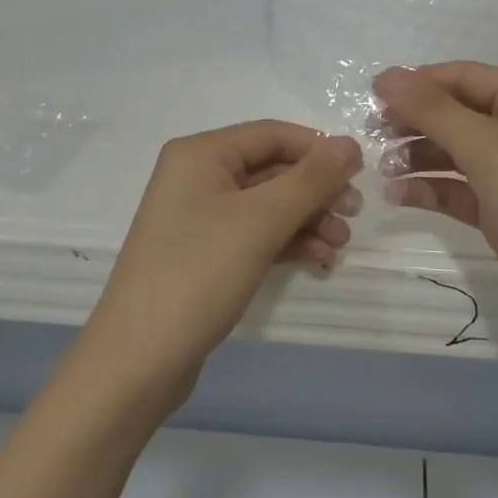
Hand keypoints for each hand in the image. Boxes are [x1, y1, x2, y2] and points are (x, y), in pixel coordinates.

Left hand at [81, 122, 361, 406]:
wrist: (138, 363)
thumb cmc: (198, 274)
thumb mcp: (260, 221)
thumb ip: (310, 180)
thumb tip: (350, 144)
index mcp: (201, 154)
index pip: (272, 134)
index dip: (317, 149)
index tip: (360, 173)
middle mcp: (198, 176)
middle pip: (271, 168)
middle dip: (315, 190)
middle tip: (354, 213)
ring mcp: (200, 217)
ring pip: (267, 204)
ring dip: (307, 218)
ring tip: (341, 244)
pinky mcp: (205, 254)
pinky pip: (255, 233)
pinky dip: (288, 241)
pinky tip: (319, 258)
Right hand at [373, 62, 497, 364]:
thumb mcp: (484, 147)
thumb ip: (431, 109)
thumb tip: (386, 74)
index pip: (463, 76)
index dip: (418, 83)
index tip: (372, 96)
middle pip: (458, 112)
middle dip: (416, 121)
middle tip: (372, 133)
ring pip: (457, 151)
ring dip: (419, 155)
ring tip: (382, 167)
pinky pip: (462, 188)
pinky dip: (433, 188)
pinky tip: (399, 194)